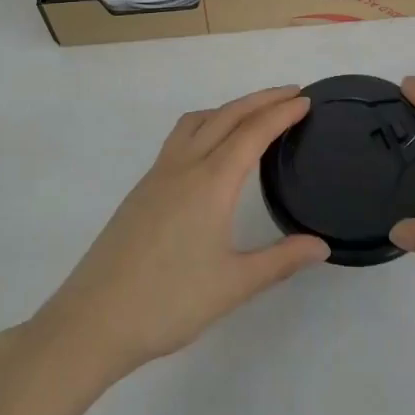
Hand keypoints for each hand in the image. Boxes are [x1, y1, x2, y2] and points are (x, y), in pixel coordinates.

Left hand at [29, 87, 327, 383]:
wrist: (93, 320)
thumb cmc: (168, 302)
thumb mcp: (234, 285)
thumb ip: (281, 260)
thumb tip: (322, 245)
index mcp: (211, 182)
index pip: (253, 133)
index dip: (281, 113)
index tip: (306, 100)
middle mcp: (184, 166)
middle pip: (226, 116)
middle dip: (261, 100)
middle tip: (291, 94)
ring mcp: (158, 174)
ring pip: (198, 121)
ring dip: (229, 108)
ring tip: (253, 116)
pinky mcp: (142, 188)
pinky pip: (180, 138)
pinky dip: (206, 125)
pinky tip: (211, 152)